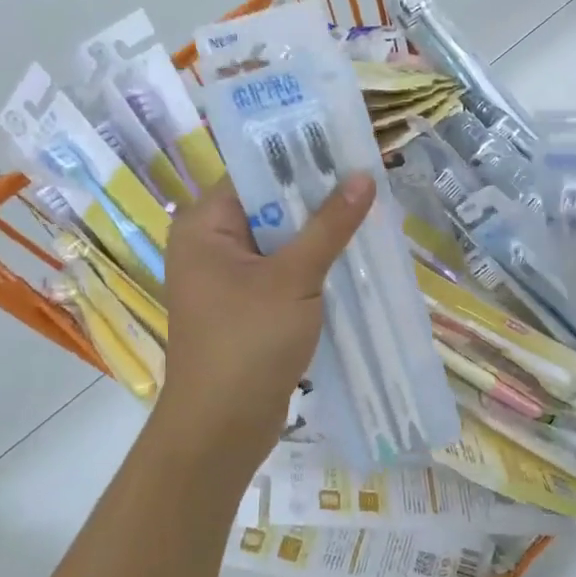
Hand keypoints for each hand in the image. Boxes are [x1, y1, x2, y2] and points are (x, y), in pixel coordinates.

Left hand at [154, 174, 373, 465]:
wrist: (223, 427)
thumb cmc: (248, 342)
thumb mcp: (294, 277)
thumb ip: (329, 226)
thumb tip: (364, 176)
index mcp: (205, 226)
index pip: (255, 173)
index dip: (300, 160)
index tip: (347, 150)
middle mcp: (211, 245)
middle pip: (271, 206)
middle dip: (318, 199)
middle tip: (369, 181)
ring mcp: (229, 279)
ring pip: (282, 241)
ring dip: (321, 235)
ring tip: (370, 215)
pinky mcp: (248, 307)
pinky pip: (285, 272)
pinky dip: (314, 266)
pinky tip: (353, 259)